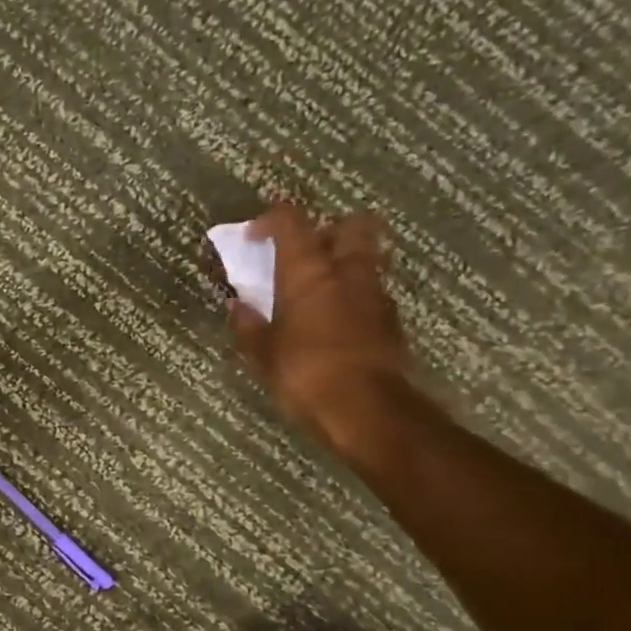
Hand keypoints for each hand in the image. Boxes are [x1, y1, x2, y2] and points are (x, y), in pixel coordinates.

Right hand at [225, 202, 413, 459]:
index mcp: (308, 271)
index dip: (270, 219)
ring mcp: (376, 295)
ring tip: (317, 293)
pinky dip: (353, 298)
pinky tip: (334, 325)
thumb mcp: (262, 353)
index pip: (292, 220)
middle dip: (328, 230)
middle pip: (351, 225)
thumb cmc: (305, 373)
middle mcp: (347, 272)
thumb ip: (248, 325)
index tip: (254, 237)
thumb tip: (238, 307)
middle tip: (304, 254)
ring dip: (343, 267)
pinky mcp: (392, 322)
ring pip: (365, 260)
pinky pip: (371, 294)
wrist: (368, 411)